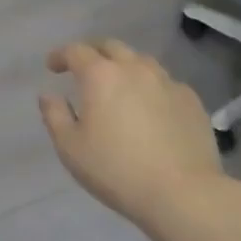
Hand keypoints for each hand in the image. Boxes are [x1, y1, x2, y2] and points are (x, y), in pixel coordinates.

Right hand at [38, 40, 229, 231]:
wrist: (184, 194)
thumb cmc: (117, 171)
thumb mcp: (71, 148)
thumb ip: (54, 115)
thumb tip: (49, 95)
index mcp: (100, 75)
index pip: (75, 51)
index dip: (60, 55)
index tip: (52, 66)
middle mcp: (134, 68)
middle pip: (110, 46)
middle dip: (93, 52)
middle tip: (84, 68)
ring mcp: (166, 81)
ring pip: (140, 61)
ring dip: (124, 66)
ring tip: (119, 85)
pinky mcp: (191, 100)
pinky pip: (165, 83)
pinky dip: (151, 87)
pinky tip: (151, 108)